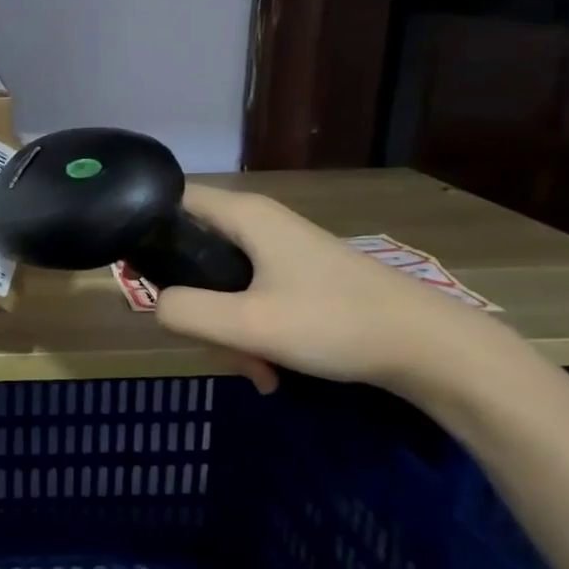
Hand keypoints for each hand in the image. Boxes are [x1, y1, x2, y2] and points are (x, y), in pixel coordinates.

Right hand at [154, 185, 507, 398]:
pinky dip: (251, 332)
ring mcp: (281, 251)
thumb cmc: (337, 323)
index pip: (172, 198)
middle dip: (193, 302)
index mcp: (245, 215)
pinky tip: (271, 370)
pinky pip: (251, 297)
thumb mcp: (250, 323)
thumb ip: (186, 312)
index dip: (144, 227)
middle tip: (210, 342)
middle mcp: (259, 223)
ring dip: (225, 328)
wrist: (433, 350)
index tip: (136, 270)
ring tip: (254, 369)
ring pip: (222, 282)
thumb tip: (156, 305)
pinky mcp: (299, 278)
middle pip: (193, 250)